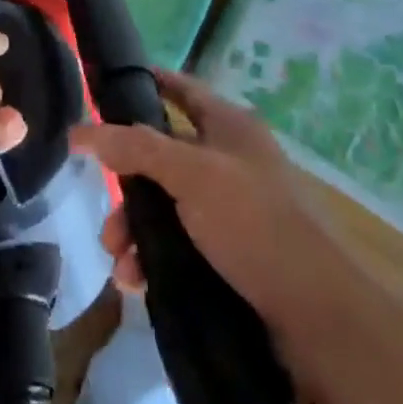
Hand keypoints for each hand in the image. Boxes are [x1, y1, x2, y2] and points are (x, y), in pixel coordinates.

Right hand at [72, 70, 348, 395]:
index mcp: (230, 127)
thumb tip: (81, 130)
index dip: (147, 84)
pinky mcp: (235, 258)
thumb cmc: (256, 223)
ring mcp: (234, 211)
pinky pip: (181, 247)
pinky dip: (156, 261)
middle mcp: (231, 162)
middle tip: (107, 222)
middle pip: (163, 159)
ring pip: (168, 208)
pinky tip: (138, 283)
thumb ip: (136, 148)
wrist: (322, 318)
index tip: (105, 91)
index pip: (181, 89)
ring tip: (121, 265)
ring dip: (137, 232)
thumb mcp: (192, 175)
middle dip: (128, 188)